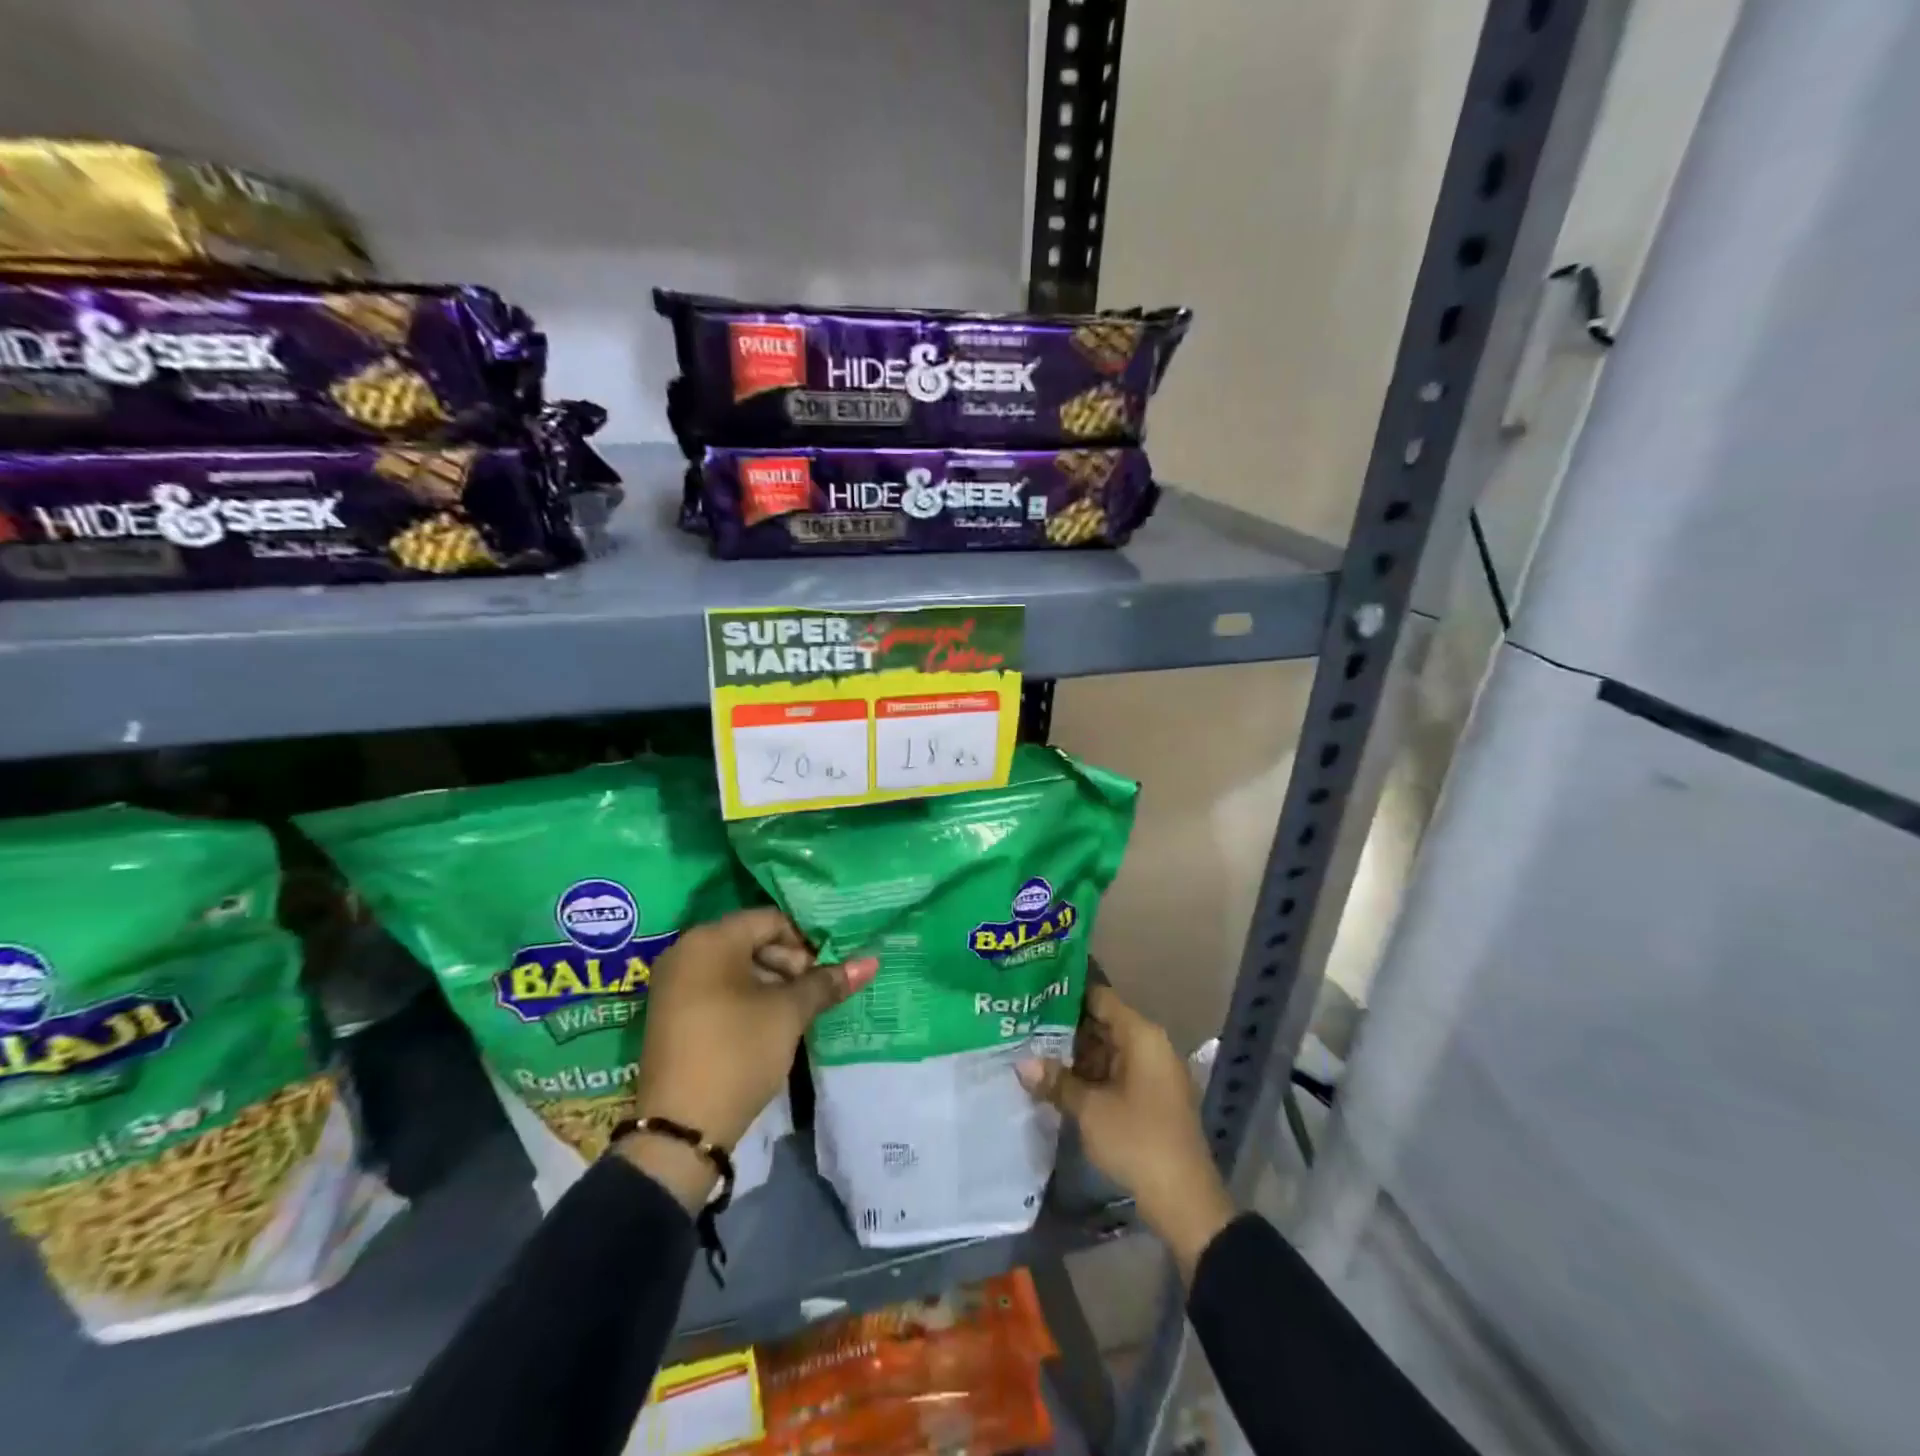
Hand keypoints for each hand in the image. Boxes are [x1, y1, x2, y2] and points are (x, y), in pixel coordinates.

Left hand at [618, 908, 876, 1211]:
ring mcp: (674, 983)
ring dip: (770, 984)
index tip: (823, 975)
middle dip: (788, 965)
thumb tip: (870, 962)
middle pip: (752, 941)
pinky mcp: (672, 1013)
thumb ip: (827, 982)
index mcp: (710, 939)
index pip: (771, 921)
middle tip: (811, 997)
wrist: (680, 1130)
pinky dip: (745, 999)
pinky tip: (766, 1026)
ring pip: (736, 967)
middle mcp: (686, 951)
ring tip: (794, 1015)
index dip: (804, 943)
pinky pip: (717, 989)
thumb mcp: (789, 1013)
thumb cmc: (738, 1052)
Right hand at [1017, 985, 1235, 1283]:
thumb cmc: (1138, 1141)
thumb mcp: (1090, 1110)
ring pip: (1106, 1050)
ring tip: (1031, 1048)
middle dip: (1064, 1027)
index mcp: (1141, 1035)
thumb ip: (1056, 1081)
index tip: (1033, 991)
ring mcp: (1151, 1072)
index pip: (1099, 998)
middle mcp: (1149, 1045)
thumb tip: (1020, 1063)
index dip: (1066, 994)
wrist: (1184, 1201)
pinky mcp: (1149, 1097)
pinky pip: (1114, 1072)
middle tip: (1023, 1022)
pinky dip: (1089, 1074)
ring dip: (1074, 1054)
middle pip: (1102, 1023)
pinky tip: (1056, 1080)